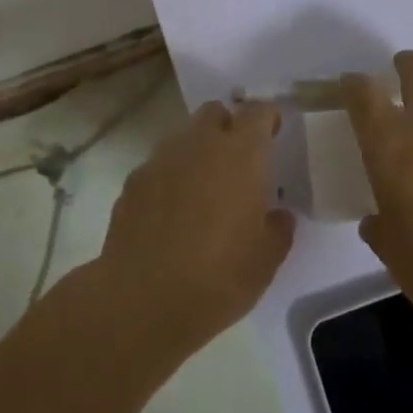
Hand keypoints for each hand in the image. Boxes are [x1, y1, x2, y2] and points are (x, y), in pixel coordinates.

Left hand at [96, 100, 295, 356]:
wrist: (142, 301)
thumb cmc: (218, 277)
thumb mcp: (266, 261)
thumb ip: (278, 228)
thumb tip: (277, 215)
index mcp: (241, 153)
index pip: (258, 111)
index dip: (268, 117)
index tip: (273, 132)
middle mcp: (201, 143)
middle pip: (215, 113)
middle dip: (228, 127)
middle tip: (237, 161)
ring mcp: (162, 158)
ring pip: (184, 136)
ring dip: (197, 151)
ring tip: (202, 190)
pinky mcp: (133, 180)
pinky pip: (158, 166)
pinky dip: (169, 178)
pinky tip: (170, 212)